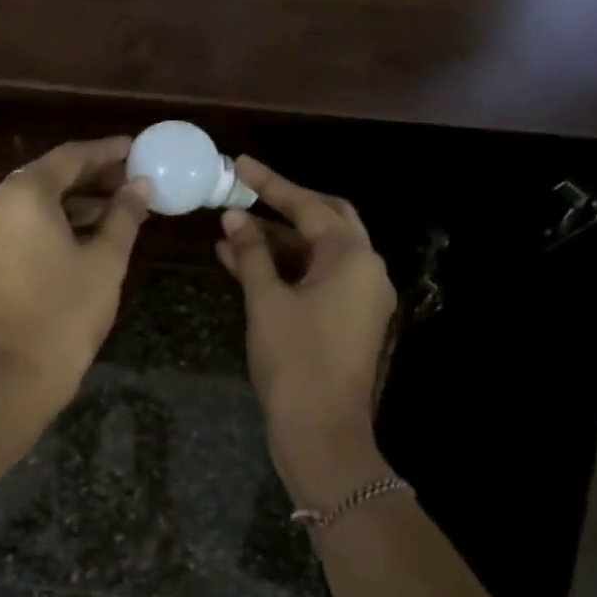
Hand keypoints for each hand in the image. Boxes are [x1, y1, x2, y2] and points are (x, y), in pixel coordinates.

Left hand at [0, 137, 151, 405]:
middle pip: (48, 175)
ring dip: (75, 199)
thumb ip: (124, 214)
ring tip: (120, 203)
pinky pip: (22, 222)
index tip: (137, 148)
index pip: (70, 157)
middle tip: (132, 177)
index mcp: (22, 195)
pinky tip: (90, 228)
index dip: (107, 152)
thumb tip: (141, 185)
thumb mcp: (105, 260)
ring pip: (34, 200)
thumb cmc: (67, 312)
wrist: (17, 372)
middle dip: (92, 175)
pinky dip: (54, 220)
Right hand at [215, 157, 396, 496]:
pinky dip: (286, 269)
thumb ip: (251, 254)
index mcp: (353, 258)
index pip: (308, 206)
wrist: (321, 431)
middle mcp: (367, 270)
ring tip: (230, 232)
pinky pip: (317, 279)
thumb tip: (233, 219)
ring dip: (278, 241)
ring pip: (318, 253)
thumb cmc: (295, 360)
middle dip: (285, 206)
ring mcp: (362, 297)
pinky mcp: (350, 320)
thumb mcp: (266, 301)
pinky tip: (245, 265)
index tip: (239, 165)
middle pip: (326, 221)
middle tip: (246, 193)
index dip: (270, 184)